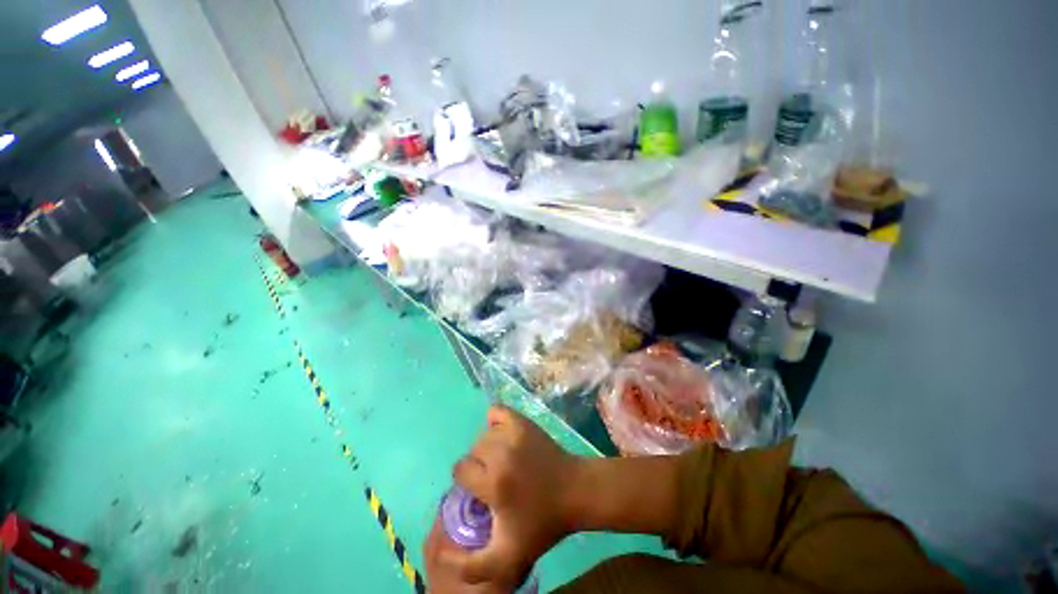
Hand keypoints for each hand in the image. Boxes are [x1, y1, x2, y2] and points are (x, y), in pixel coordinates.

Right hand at [424, 405, 580, 591]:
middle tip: (494, 477)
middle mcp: (501, 453)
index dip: (468, 482)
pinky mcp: (524, 422)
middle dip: (478, 465)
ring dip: (487, 447)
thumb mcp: (507, 559)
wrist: (574, 492)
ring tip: (501, 459)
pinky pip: (497, 411)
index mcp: (494, 483)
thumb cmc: (542, 524)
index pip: (461, 471)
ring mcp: (514, 433)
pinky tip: (501, 434)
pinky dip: (494, 420)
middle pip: (472, 451)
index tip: (482, 491)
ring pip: (484, 434)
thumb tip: (440, 553)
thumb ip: (471, 566)